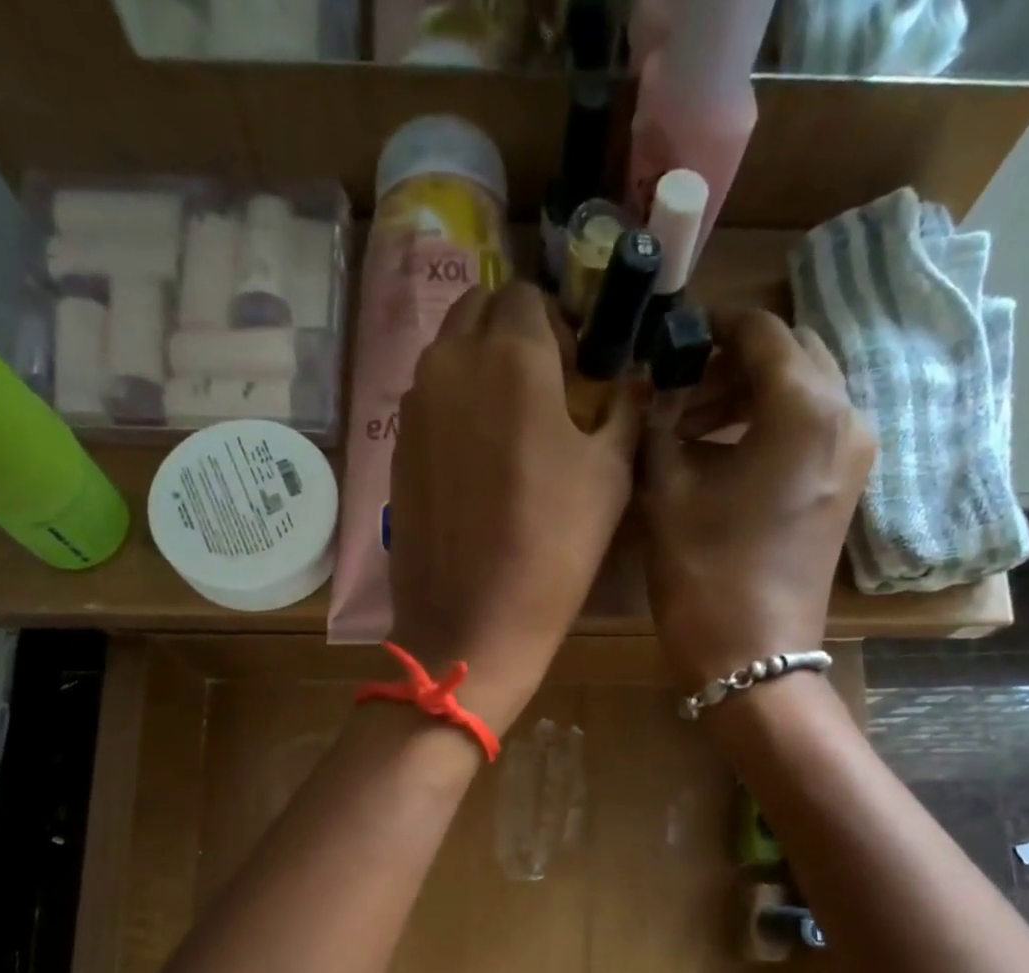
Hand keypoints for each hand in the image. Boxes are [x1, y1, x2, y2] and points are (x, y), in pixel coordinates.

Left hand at [387, 281, 641, 731]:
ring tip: (511, 423)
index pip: (528, 294)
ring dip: (480, 366)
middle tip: (545, 386)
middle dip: (513, 331)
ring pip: (447, 354)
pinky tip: (478, 459)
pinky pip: (428, 401)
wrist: (472, 622)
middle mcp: (449, 364)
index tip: (577, 368)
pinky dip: (454, 407)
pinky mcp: (396, 448)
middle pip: (478, 310)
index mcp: (509, 356)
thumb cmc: (554, 547)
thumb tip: (632, 382)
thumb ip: (624, 410)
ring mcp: (413, 407)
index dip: (558, 324)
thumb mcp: (611, 475)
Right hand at [639, 308, 872, 690]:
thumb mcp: (666, 490)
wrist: (753, 656)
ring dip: (750, 394)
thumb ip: (657, 423)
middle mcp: (846, 416)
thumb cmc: (706, 572)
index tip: (668, 342)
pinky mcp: (846, 486)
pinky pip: (811, 428)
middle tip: (678, 390)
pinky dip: (770, 424)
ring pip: (804, 391)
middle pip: (791, 355)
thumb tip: (652, 389)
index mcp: (805, 406)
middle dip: (733, 362)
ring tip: (691, 427)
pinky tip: (724, 454)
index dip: (710, 327)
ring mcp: (854, 454)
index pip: (760, 331)